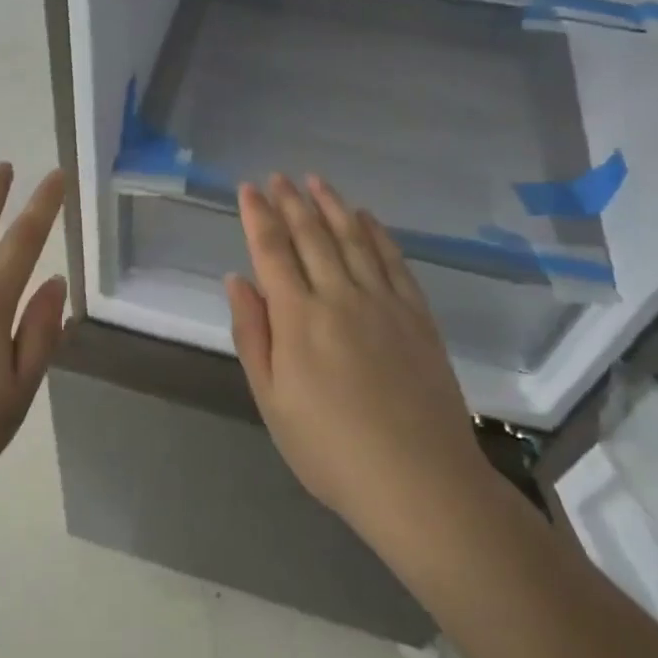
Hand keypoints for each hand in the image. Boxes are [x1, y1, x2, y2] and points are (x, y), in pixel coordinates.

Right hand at [225, 174, 494, 558]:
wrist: (420, 481)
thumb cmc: (331, 450)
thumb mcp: (272, 401)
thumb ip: (252, 335)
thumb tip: (236, 280)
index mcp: (298, 317)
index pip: (271, 251)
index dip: (257, 216)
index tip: (248, 188)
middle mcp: (339, 295)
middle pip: (310, 235)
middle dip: (290, 201)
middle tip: (278, 176)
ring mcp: (383, 301)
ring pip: (351, 237)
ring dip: (331, 205)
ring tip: (315, 180)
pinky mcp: (416, 313)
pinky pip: (393, 259)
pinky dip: (376, 232)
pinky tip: (365, 217)